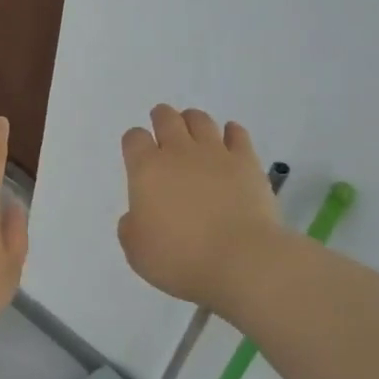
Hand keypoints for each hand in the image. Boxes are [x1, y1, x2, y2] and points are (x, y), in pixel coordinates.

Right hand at [118, 105, 281, 311]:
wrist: (240, 259)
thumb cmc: (180, 258)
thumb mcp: (137, 251)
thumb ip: (131, 227)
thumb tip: (138, 215)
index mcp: (146, 170)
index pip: (133, 139)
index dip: (133, 142)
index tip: (136, 151)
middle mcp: (178, 152)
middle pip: (166, 119)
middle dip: (161, 118)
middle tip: (162, 124)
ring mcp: (215, 153)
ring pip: (200, 120)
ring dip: (192, 120)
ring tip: (192, 129)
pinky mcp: (247, 161)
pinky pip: (237, 133)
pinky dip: (230, 132)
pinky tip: (229, 138)